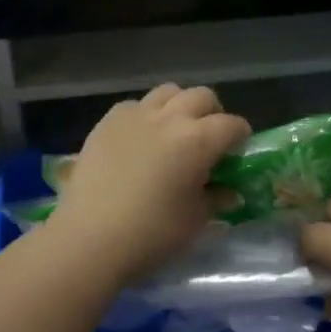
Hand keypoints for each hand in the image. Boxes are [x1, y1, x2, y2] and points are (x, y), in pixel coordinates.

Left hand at [43, 84, 249, 284]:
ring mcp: (135, 116)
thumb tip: (228, 192)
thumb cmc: (151, 234)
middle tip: (209, 139)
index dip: (240, 137)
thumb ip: (215, 199)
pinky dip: (145, 116)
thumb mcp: (195, 221)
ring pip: (167, 92)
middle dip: (212, 113)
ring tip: (174, 132)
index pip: (232, 125)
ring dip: (179, 106)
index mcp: (198, 140)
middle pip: (201, 96)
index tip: (238, 152)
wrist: (90, 239)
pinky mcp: (107, 122)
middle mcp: (170, 118)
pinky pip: (134, 106)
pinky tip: (140, 140)